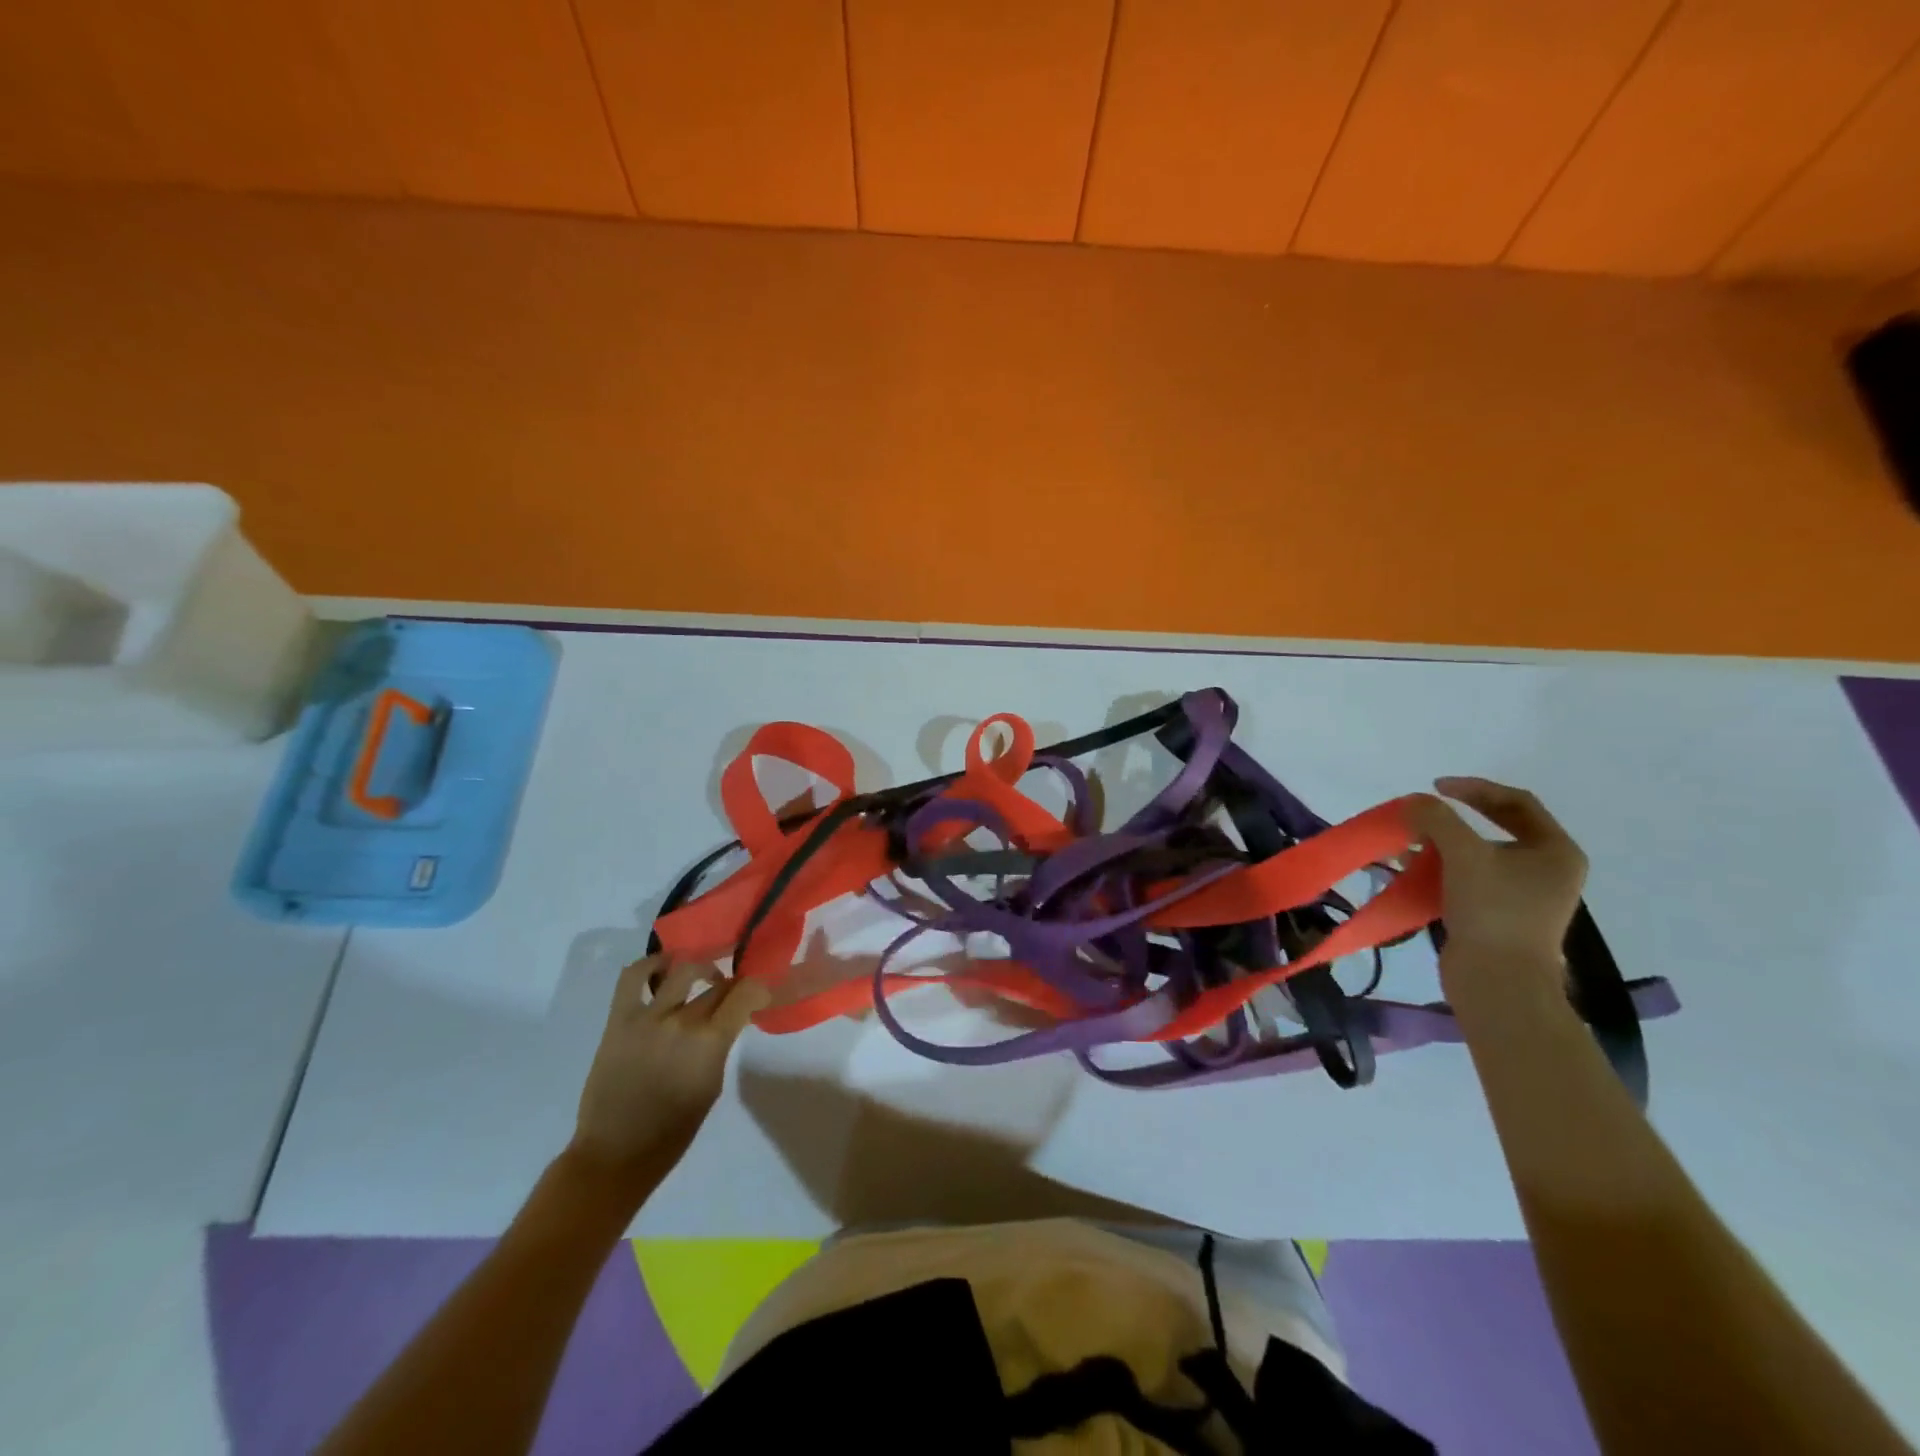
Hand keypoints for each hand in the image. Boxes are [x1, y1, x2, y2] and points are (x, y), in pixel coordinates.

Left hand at [570, 956, 770, 1180]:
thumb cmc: (673, 1131)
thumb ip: (720, 1046)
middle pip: (717, 984)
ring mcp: (647, 1017)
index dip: (758, 988)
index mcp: (710, 1043)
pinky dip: (651, 965)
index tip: (759, 994)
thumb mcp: (712, 1085)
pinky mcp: (619, 1019)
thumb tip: (727, 1020)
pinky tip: (662, 968)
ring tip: (701, 975)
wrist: (615, 1154)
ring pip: (682, 969)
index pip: (745, 993)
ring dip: (699, 967)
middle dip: (730, 985)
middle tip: (731, 993)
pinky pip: (633, 977)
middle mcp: (682, 1021)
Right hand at [1407, 777, 1587, 970]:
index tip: (1434, 788)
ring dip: (1441, 845)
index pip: (1516, 802)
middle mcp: (1546, 869)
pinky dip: (1441, 870)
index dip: (1474, 788)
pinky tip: (1412, 871)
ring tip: (1410, 845)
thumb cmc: (1493, 911)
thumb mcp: (1464, 855)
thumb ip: (1437, 819)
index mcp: (1555, 851)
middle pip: (1496, 827)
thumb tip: (1413, 802)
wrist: (1499, 981)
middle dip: (1452, 819)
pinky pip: (1468, 879)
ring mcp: (1524, 895)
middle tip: (1421, 814)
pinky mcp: (1499, 915)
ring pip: (1478, 854)